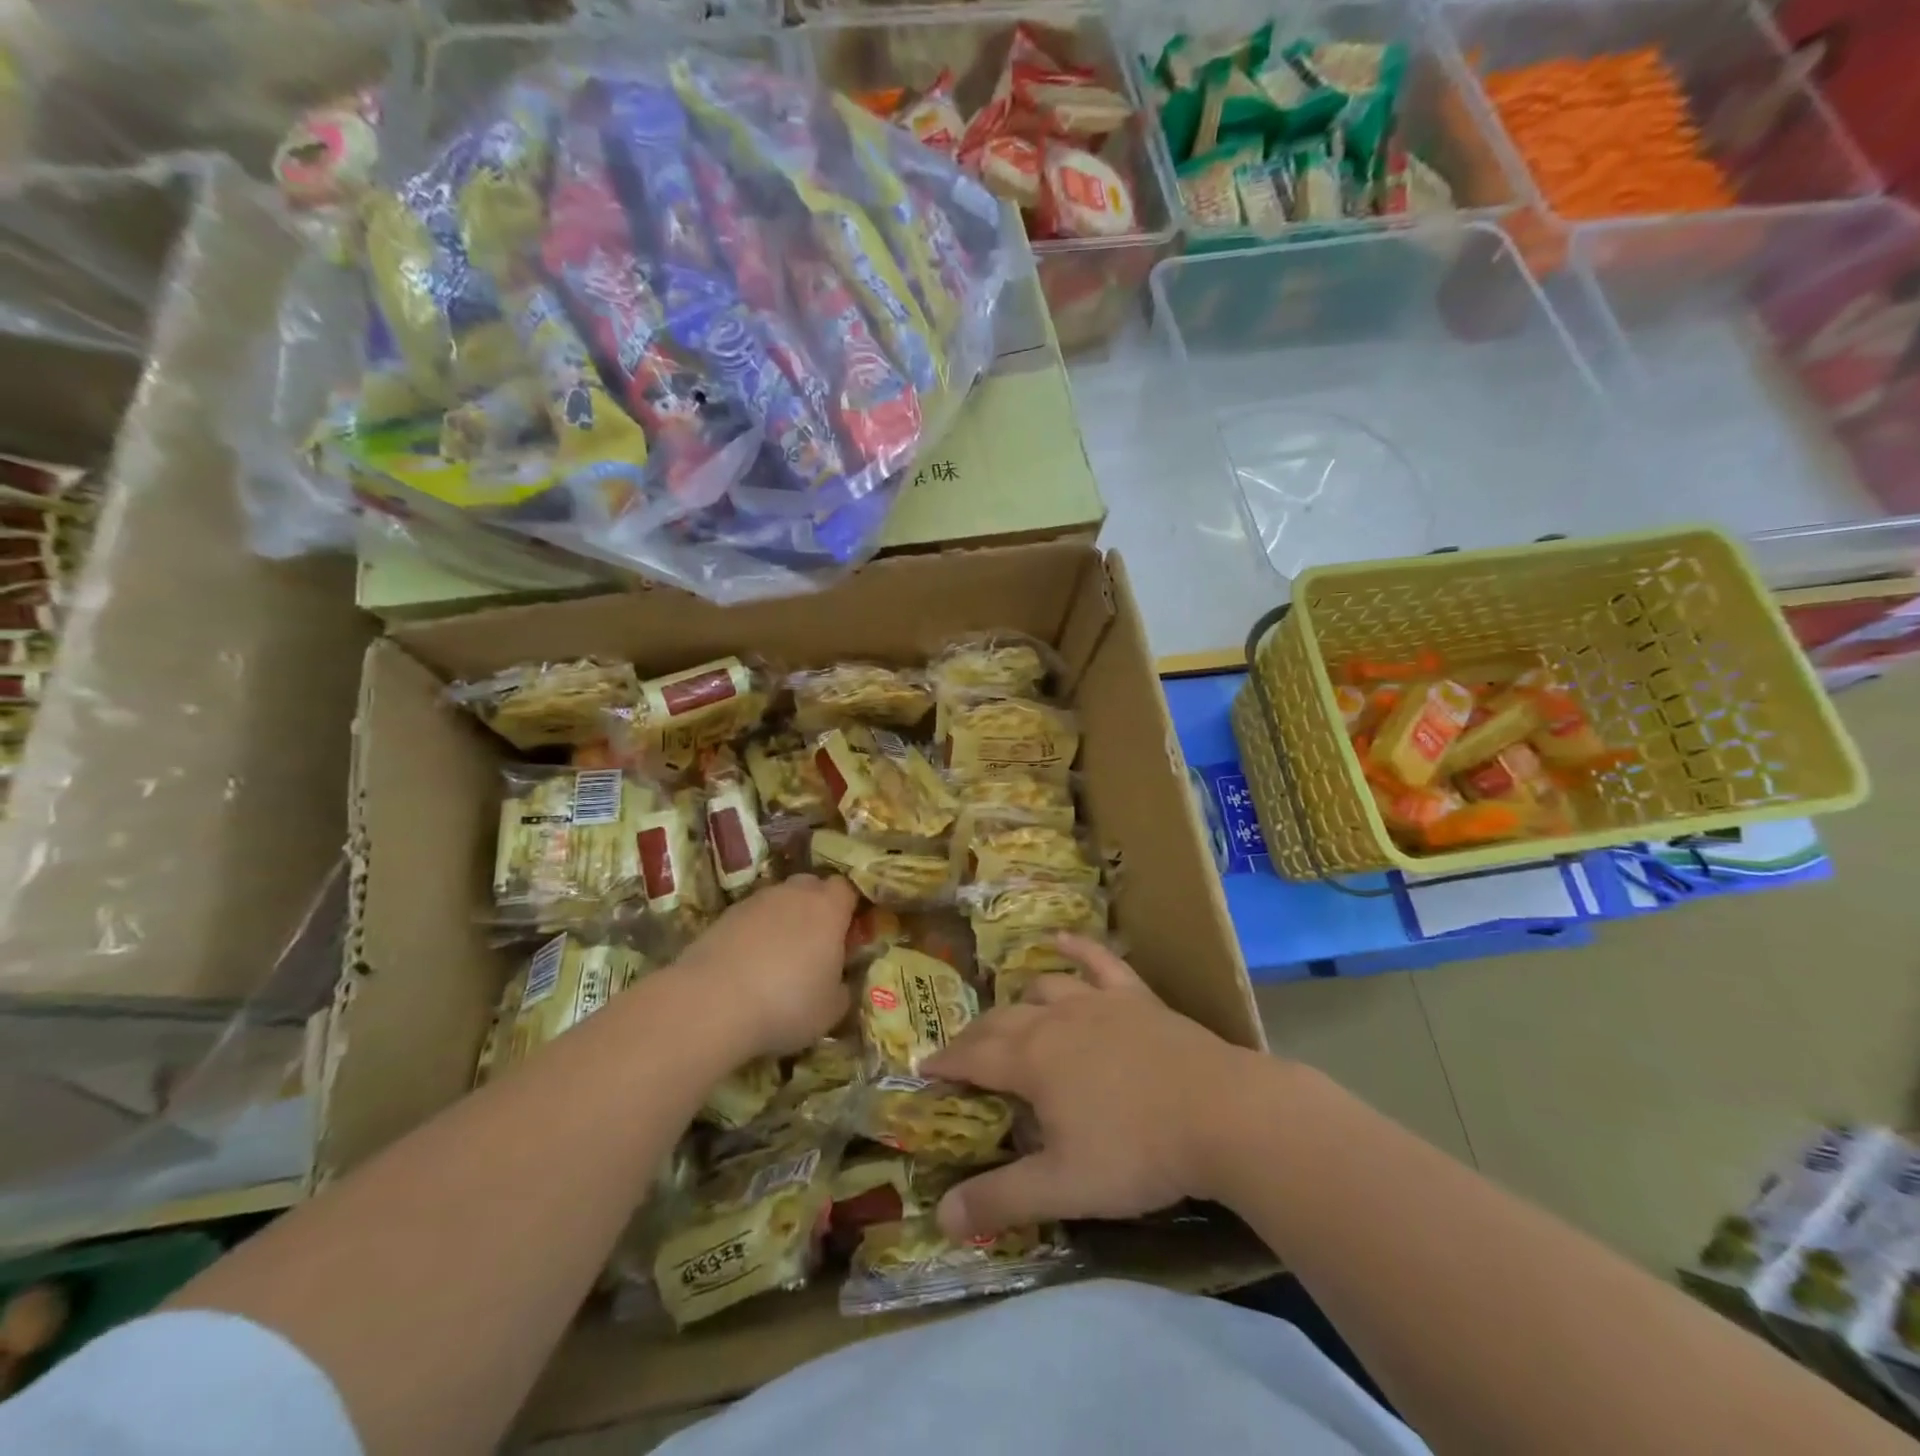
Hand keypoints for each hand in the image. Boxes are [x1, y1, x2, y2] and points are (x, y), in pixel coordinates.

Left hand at [675, 874, 858, 1057]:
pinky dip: (755, 935)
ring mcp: (756, 901)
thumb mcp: (831, 1010)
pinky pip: (751, 919)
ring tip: (779, 960)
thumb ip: (843, 988)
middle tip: (817, 945)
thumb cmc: (787, 1003)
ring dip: (784, 922)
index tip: (849, 937)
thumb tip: (839, 983)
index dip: (851, 909)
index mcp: (828, 907)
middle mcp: (794, 893)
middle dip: (817, 908)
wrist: (712, 1002)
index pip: (848, 889)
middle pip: (812, 887)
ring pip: (779, 902)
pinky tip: (749, 967)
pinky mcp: (724, 916)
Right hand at [922, 935, 1261, 1241]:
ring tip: (1011, 1015)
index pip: (972, 1057)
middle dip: (975, 1037)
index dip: (945, 1063)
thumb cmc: (1137, 1152)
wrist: (1221, 1113)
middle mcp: (1055, 1020)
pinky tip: (1060, 940)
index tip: (924, 1069)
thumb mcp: (1064, 1187)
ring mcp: (1097, 1001)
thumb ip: (1000, 1200)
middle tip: (962, 1055)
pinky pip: (1098, 960)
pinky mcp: (1135, 996)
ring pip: (1043, 989)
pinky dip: (1076, 947)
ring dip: (1020, 1001)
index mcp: (1031, 1060)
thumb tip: (940, 1217)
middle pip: (1001, 1020)